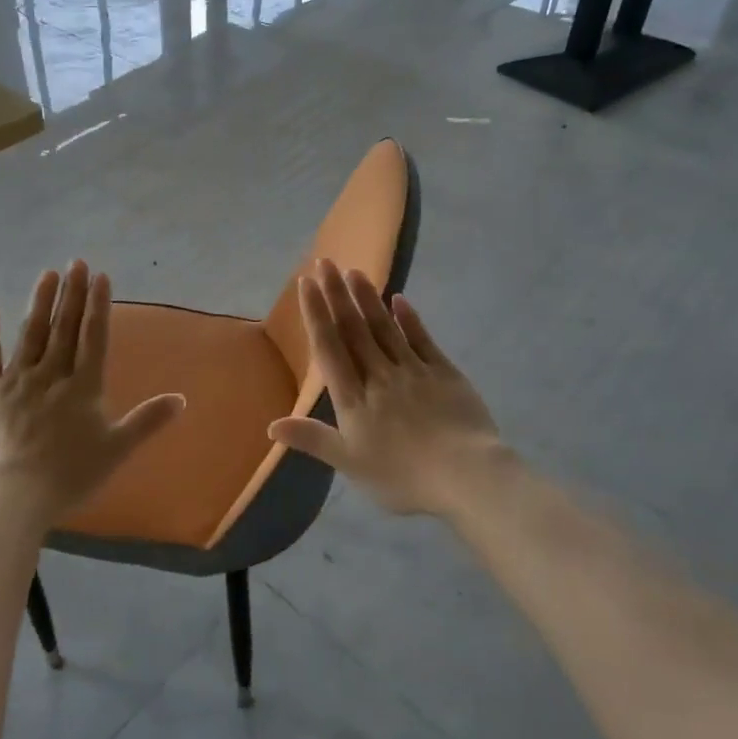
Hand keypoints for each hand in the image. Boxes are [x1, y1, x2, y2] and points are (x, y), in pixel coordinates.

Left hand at [0, 261, 185, 522]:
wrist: (9, 498)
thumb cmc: (68, 476)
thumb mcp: (116, 450)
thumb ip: (147, 421)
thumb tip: (181, 399)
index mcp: (82, 387)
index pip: (93, 337)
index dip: (98, 305)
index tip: (100, 275)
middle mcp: (50, 375)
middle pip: (63, 328)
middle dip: (72, 294)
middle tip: (76, 261)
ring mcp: (14, 381)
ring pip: (30, 335)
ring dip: (40, 303)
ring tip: (48, 274)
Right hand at [268, 259, 508, 520]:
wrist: (466, 476)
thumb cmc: (403, 477)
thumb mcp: (350, 464)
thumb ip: (313, 439)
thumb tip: (271, 425)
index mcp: (354, 399)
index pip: (330, 348)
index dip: (317, 314)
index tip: (306, 283)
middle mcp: (379, 376)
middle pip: (354, 330)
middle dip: (337, 295)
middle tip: (325, 261)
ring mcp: (413, 371)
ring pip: (385, 328)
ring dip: (367, 299)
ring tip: (354, 271)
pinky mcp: (444, 373)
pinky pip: (422, 340)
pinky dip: (409, 319)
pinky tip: (399, 299)